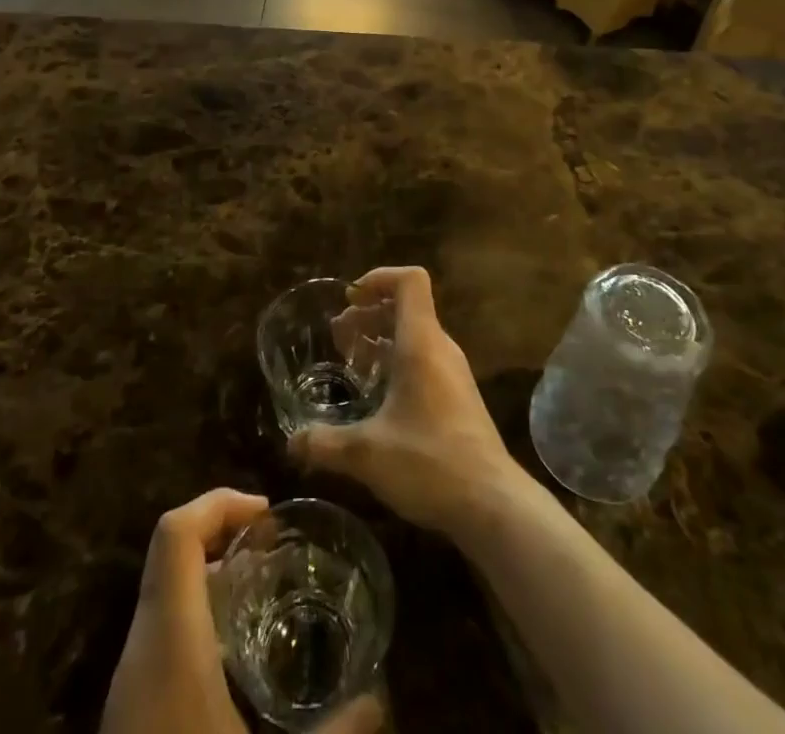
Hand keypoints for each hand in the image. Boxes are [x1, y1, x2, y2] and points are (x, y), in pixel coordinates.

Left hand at [101, 488, 383, 733]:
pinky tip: (237, 662)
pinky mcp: (128, 717)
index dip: (218, 503)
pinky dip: (198, 620)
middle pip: (168, 555)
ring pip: (162, 596)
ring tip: (264, 595)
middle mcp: (138, 653)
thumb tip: (379, 697)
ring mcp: (127, 688)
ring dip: (209, 578)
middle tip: (274, 551)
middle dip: (221, 535)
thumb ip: (339, 733)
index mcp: (168, 645)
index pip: (174, 533)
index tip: (266, 515)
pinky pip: (159, 637)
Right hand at [288, 267, 522, 536]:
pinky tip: (378, 394)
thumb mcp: (367, 454)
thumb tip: (290, 443)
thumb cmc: (429, 463)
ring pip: (415, 334)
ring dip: (382, 337)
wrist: (493, 505)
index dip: (379, 278)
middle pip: (408, 306)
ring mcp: (453, 373)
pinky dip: (397, 361)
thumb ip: (325, 443)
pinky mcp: (458, 398)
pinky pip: (424, 359)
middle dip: (370, 312)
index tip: (350, 299)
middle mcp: (440, 348)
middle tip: (338, 334)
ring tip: (351, 360)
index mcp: (421, 343)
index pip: (409, 280)